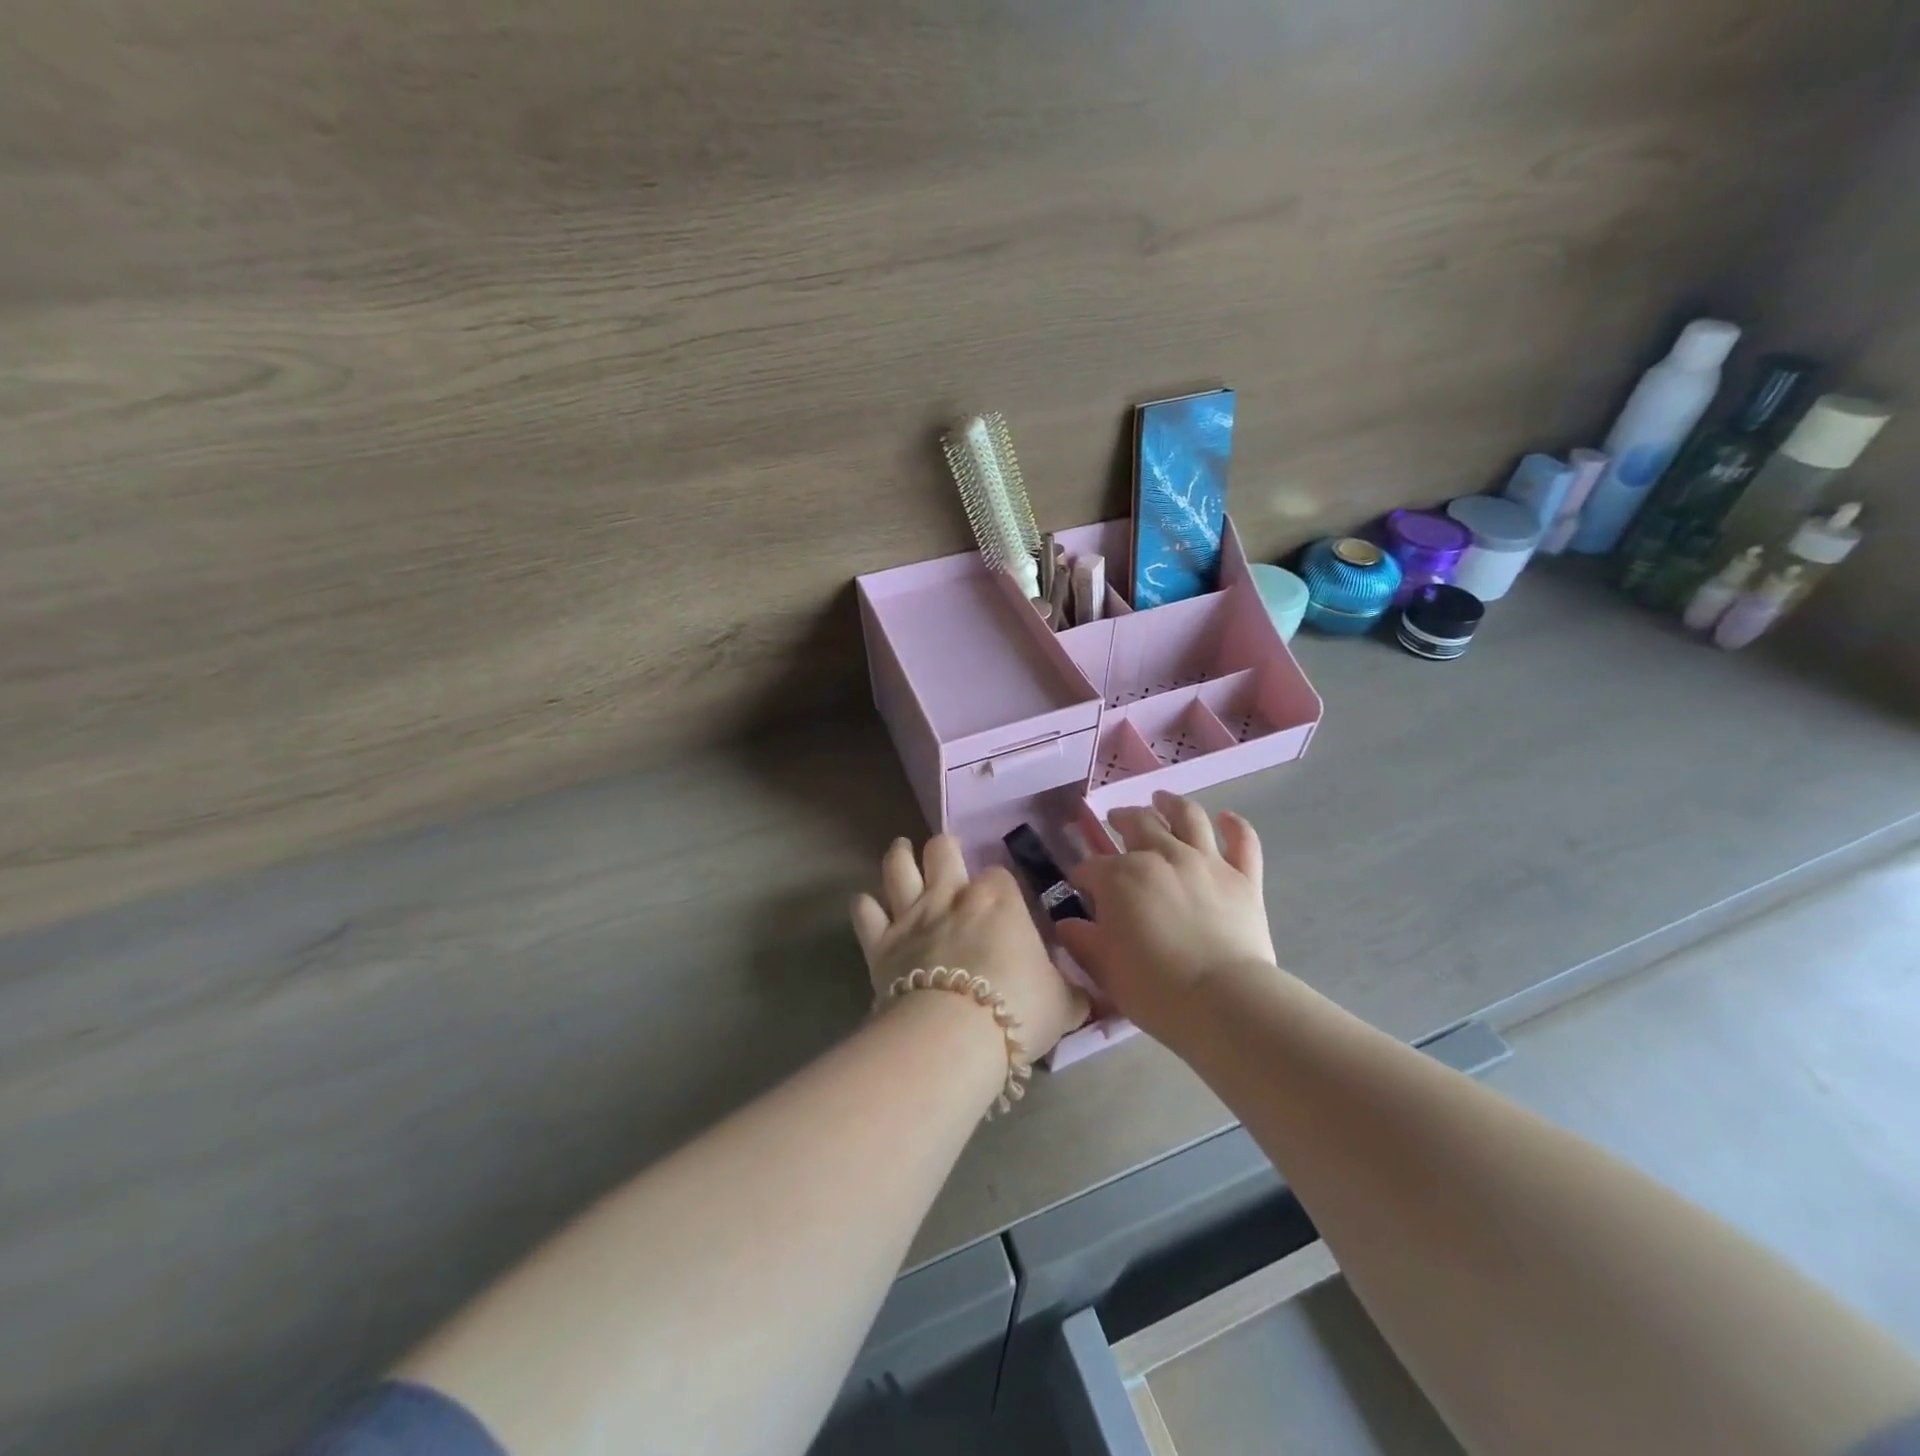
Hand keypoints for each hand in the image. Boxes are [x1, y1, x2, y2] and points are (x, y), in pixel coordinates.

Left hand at [851, 836, 1089, 1060]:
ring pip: (898, 868)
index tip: (1003, 900)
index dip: (1000, 884)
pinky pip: (865, 913)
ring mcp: (912, 915)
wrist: (954, 1036)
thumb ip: (1072, 995)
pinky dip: (865, 906)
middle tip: (944, 854)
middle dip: (944, 848)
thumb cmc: (1018, 1010)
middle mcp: (952, 896)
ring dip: (899, 856)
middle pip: (942, 850)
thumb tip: (1087, 998)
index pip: (1000, 874)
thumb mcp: (1062, 1005)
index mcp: (999, 900)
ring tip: (901, 849)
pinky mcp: (880, 943)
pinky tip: (867, 905)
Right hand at [1055, 791, 1279, 1044]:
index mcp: (1120, 877)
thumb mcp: (1104, 968)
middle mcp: (1161, 856)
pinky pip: (1242, 841)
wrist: (1224, 1002)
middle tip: (1116, 819)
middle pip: (1138, 824)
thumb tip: (1066, 925)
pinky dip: (1234, 826)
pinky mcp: (1243, 877)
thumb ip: (1082, 941)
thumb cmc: (1154, 989)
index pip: (1091, 868)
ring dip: (1171, 803)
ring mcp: (1206, 862)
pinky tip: (1226, 818)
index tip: (1080, 887)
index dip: (1082, 876)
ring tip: (1162, 798)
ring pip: (1188, 817)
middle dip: (1121, 819)